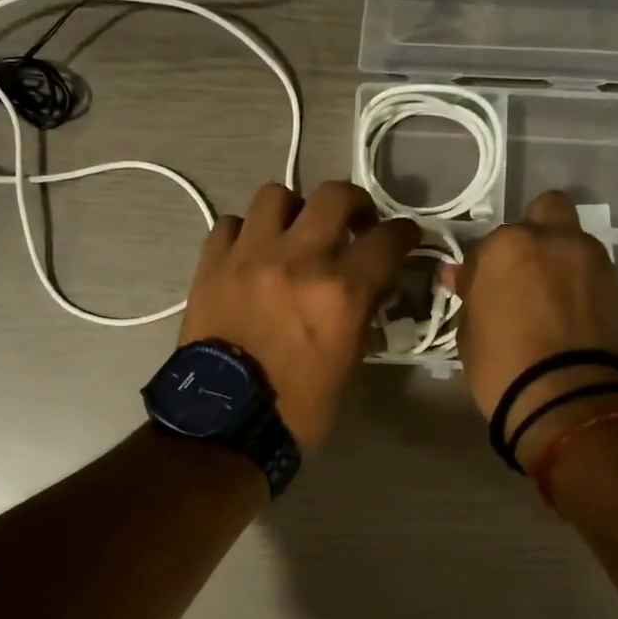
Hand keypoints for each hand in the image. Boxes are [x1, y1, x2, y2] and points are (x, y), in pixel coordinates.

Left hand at [179, 181, 418, 450]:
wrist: (222, 423)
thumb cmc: (296, 408)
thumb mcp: (348, 367)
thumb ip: (362, 318)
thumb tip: (370, 291)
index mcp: (340, 291)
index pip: (388, 240)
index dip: (405, 234)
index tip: (405, 236)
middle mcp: (298, 260)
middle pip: (334, 195)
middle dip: (355, 202)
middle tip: (354, 223)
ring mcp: (250, 256)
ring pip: (276, 195)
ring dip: (294, 210)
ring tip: (295, 232)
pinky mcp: (212, 264)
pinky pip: (231, 224)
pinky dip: (246, 232)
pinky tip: (251, 252)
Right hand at [453, 190, 617, 468]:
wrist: (571, 401)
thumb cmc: (503, 365)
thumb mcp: (469, 332)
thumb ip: (471, 295)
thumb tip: (462, 277)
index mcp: (509, 245)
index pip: (488, 243)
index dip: (482, 268)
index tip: (479, 291)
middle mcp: (556, 240)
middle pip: (547, 210)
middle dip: (535, 232)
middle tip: (523, 271)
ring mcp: (595, 262)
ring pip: (575, 243)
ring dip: (562, 261)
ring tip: (551, 302)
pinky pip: (595, 275)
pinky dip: (582, 287)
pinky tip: (572, 319)